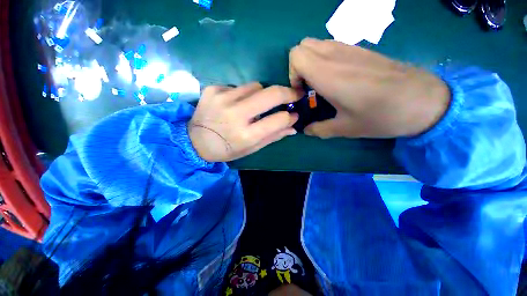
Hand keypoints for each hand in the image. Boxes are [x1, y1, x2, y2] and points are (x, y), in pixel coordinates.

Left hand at [188, 83, 299, 161]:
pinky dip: (242, 94)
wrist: (194, 142)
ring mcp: (222, 99)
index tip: (295, 113)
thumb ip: (273, 137)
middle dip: (287, 92)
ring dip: (262, 94)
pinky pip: (238, 86)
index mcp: (246, 135)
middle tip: (293, 94)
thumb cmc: (227, 149)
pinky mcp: (212, 90)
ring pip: (256, 85)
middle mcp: (235, 115)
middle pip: (270, 93)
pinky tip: (235, 104)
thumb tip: (293, 126)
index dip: (290, 116)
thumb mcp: (251, 148)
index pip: (278, 119)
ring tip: (255, 105)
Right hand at [289, 38, 450, 138]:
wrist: (423, 100)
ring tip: (321, 83)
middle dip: (298, 67)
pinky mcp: (360, 49)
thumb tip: (306, 130)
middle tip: (308, 87)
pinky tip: (337, 77)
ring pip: (316, 44)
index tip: (302, 93)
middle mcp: (335, 56)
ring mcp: (349, 48)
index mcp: (327, 75)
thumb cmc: (380, 116)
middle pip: (302, 46)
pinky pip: (331, 46)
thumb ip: (319, 129)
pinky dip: (324, 59)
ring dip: (311, 62)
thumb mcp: (344, 128)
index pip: (296, 56)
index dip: (292, 74)